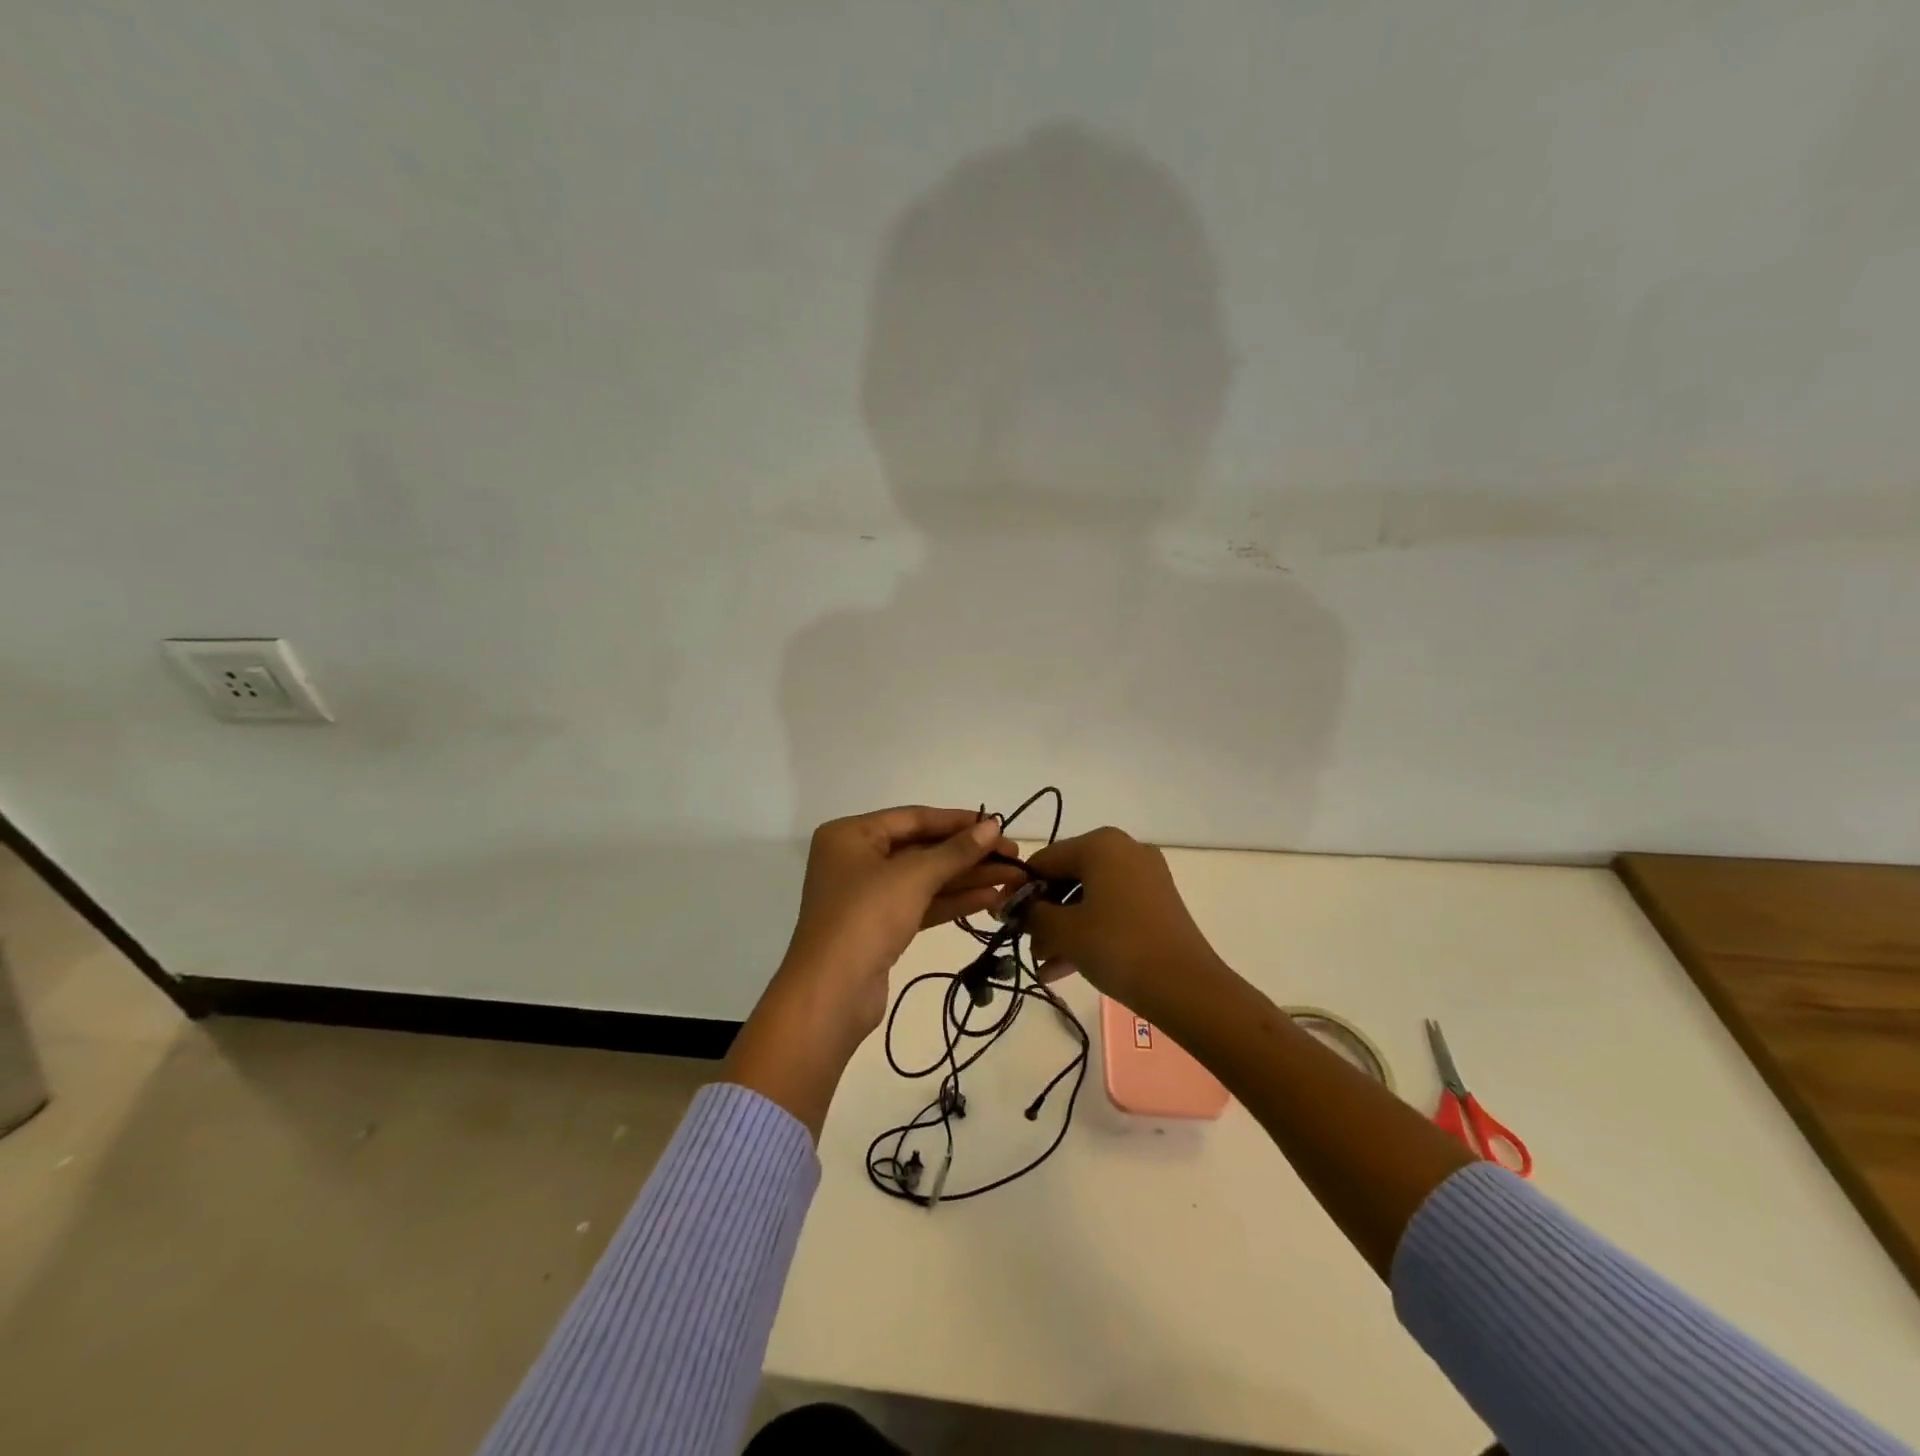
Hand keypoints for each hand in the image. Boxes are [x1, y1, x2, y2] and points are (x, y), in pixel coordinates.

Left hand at [777, 806, 1020, 1043]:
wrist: (831, 994)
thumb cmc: (866, 917)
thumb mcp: (914, 876)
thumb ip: (956, 851)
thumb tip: (993, 826)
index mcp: (851, 835)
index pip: (914, 818)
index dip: (958, 821)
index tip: (998, 825)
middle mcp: (856, 859)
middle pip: (921, 849)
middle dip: (968, 854)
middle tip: (1014, 857)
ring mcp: (867, 896)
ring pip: (925, 879)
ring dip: (967, 878)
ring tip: (1013, 879)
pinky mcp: (880, 927)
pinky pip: (921, 904)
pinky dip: (953, 901)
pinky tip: (990, 899)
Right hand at [1024, 826, 1224, 1018]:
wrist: (1185, 987)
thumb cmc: (1117, 946)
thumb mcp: (1063, 930)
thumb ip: (1032, 913)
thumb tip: (1016, 907)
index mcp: (1101, 844)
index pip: (1044, 860)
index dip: (1020, 890)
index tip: (1003, 918)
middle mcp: (1124, 850)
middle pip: (1068, 878)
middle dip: (1044, 914)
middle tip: (1026, 944)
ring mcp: (1145, 877)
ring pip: (1089, 898)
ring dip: (1063, 928)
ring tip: (1043, 964)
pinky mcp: (1157, 904)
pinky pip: (1111, 910)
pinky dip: (1088, 932)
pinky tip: (1064, 968)